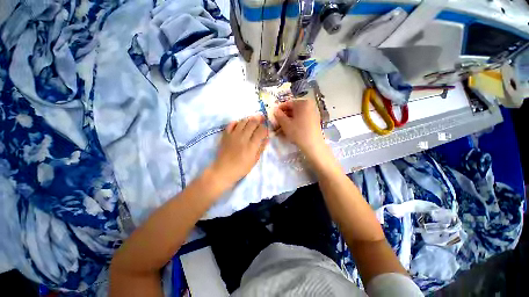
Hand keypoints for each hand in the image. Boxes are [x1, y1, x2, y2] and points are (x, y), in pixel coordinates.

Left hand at [209, 115, 268, 190]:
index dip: (265, 128)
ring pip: (243, 121)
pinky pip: (231, 124)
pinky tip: (240, 123)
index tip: (266, 129)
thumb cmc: (241, 168)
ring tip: (252, 120)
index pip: (261, 130)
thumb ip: (261, 148)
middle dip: (259, 120)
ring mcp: (233, 135)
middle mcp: (243, 137)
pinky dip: (237, 122)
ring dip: (249, 119)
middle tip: (262, 119)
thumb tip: (267, 139)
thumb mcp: (254, 161)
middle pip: (252, 123)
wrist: (223, 170)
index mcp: (251, 145)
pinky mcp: (226, 135)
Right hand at [274, 99, 324, 152]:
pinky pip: (302, 119)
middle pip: (293, 109)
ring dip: (288, 120)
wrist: (313, 145)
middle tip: (277, 123)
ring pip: (297, 115)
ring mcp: (313, 113)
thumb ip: (279, 115)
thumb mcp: (285, 124)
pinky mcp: (314, 121)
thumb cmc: (298, 132)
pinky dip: (295, 123)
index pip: (287, 104)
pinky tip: (290, 129)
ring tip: (281, 128)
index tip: (273, 116)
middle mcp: (309, 105)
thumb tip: (275, 110)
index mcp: (303, 103)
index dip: (279, 110)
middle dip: (284, 116)